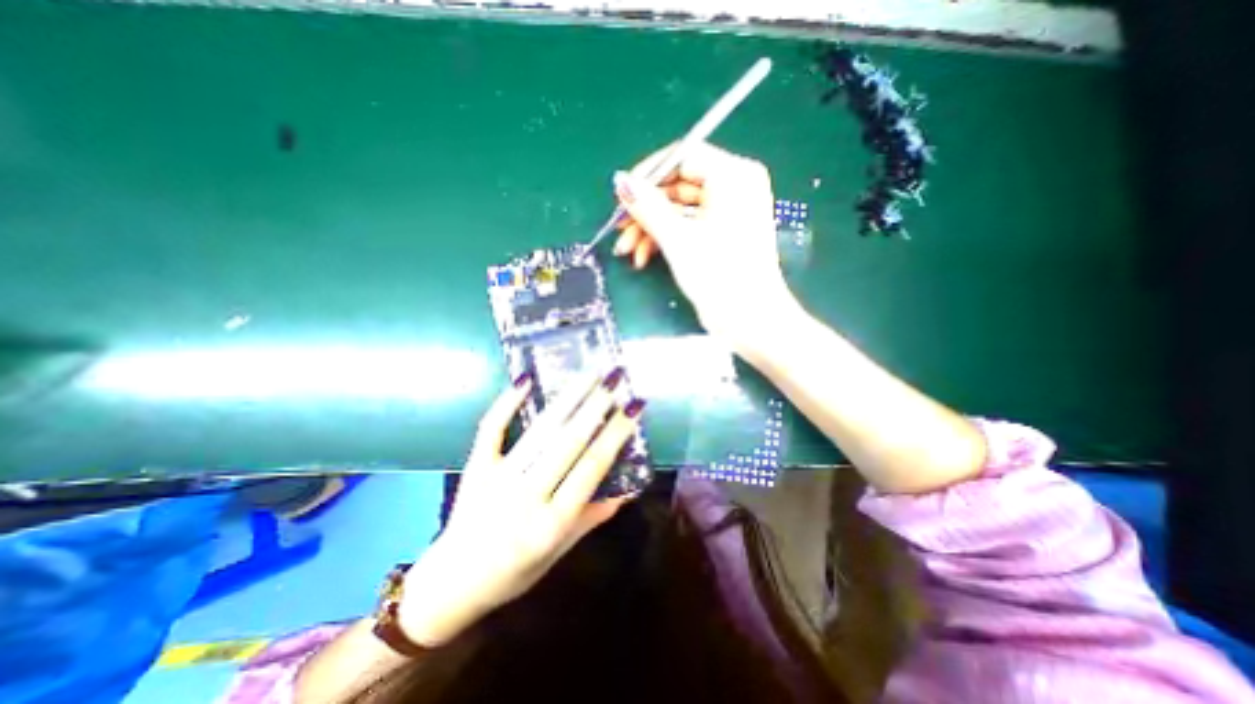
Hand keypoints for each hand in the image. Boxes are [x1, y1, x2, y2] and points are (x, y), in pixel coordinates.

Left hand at [394, 370, 645, 644]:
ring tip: (587, 374)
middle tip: (613, 378)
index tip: (632, 407)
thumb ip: (592, 518)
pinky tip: (525, 379)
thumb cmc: (512, 575)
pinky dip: (506, 403)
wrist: (448, 587)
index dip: (615, 434)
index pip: (591, 468)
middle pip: (568, 443)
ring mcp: (497, 479)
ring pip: (539, 431)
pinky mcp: (475, 467)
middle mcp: (527, 497)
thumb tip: (627, 490)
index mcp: (552, 523)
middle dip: (595, 407)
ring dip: (566, 399)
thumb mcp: (559, 553)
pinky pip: (491, 429)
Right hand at [613, 139, 798, 346]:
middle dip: (645, 212)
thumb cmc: (719, 275)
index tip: (621, 195)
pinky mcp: (721, 234)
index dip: (647, 175)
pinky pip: (688, 226)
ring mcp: (728, 211)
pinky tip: (643, 257)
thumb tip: (620, 180)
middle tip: (619, 231)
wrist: (749, 319)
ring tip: (627, 252)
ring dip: (650, 230)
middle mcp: (733, 187)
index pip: (682, 157)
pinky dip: (665, 239)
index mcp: (733, 176)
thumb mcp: (678, 239)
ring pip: (678, 210)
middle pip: (678, 187)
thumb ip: (648, 206)